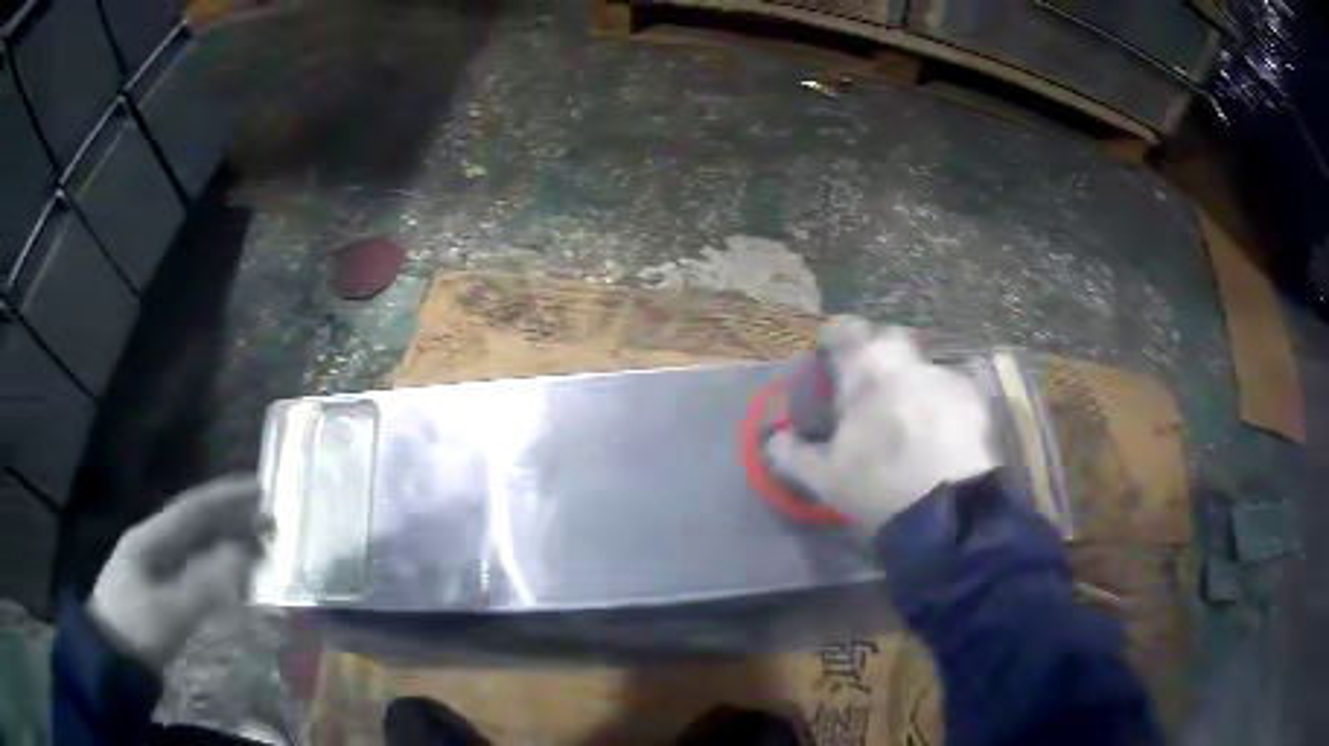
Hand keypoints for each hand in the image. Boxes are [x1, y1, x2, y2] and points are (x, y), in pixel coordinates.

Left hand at [89, 475, 271, 668]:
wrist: (110, 660)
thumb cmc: (136, 628)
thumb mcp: (170, 610)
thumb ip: (206, 583)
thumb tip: (244, 554)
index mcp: (150, 538)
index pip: (192, 508)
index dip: (226, 496)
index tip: (261, 488)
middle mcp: (152, 545)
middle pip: (195, 524)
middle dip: (231, 518)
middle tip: (271, 520)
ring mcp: (153, 570)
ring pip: (195, 549)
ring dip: (226, 545)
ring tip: (260, 548)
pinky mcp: (159, 594)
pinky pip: (193, 572)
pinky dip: (216, 570)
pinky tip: (233, 581)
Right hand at [766, 317, 999, 530]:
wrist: (947, 512)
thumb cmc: (878, 487)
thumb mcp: (825, 478)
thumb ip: (793, 455)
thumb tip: (773, 440)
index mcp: (866, 374)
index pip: (846, 334)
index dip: (836, 335)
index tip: (831, 344)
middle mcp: (907, 365)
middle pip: (890, 338)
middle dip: (879, 349)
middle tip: (871, 377)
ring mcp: (945, 380)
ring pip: (924, 366)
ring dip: (913, 380)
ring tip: (909, 412)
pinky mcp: (975, 402)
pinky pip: (952, 389)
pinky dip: (942, 401)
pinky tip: (940, 428)